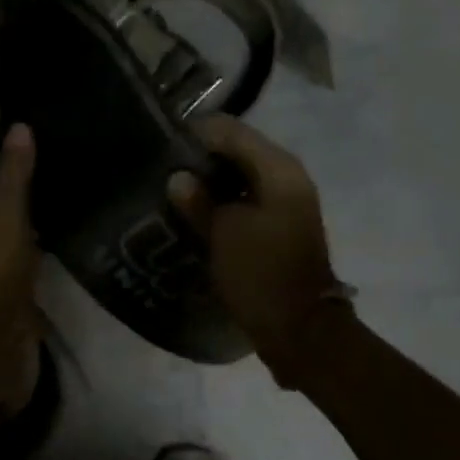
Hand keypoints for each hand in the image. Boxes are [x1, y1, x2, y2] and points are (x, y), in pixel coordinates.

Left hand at [0, 124, 42, 413]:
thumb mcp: (7, 210)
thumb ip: (15, 172)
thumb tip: (20, 127)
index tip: (19, 163)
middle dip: (6, 198)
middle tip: (45, 184)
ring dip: (20, 228)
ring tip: (57, 211)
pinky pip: (11, 267)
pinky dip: (29, 258)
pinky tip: (56, 250)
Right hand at [167, 116, 345, 385]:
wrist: (299, 329)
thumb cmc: (261, 274)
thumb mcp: (223, 233)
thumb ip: (198, 200)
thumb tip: (178, 178)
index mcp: (278, 168)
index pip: (230, 130)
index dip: (194, 134)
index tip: (160, 145)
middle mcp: (286, 176)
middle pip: (236, 150)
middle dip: (199, 158)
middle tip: (160, 169)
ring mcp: (285, 202)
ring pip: (239, 176)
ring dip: (209, 181)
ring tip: (171, 190)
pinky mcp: (277, 225)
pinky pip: (244, 199)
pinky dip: (220, 201)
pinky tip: (193, 212)